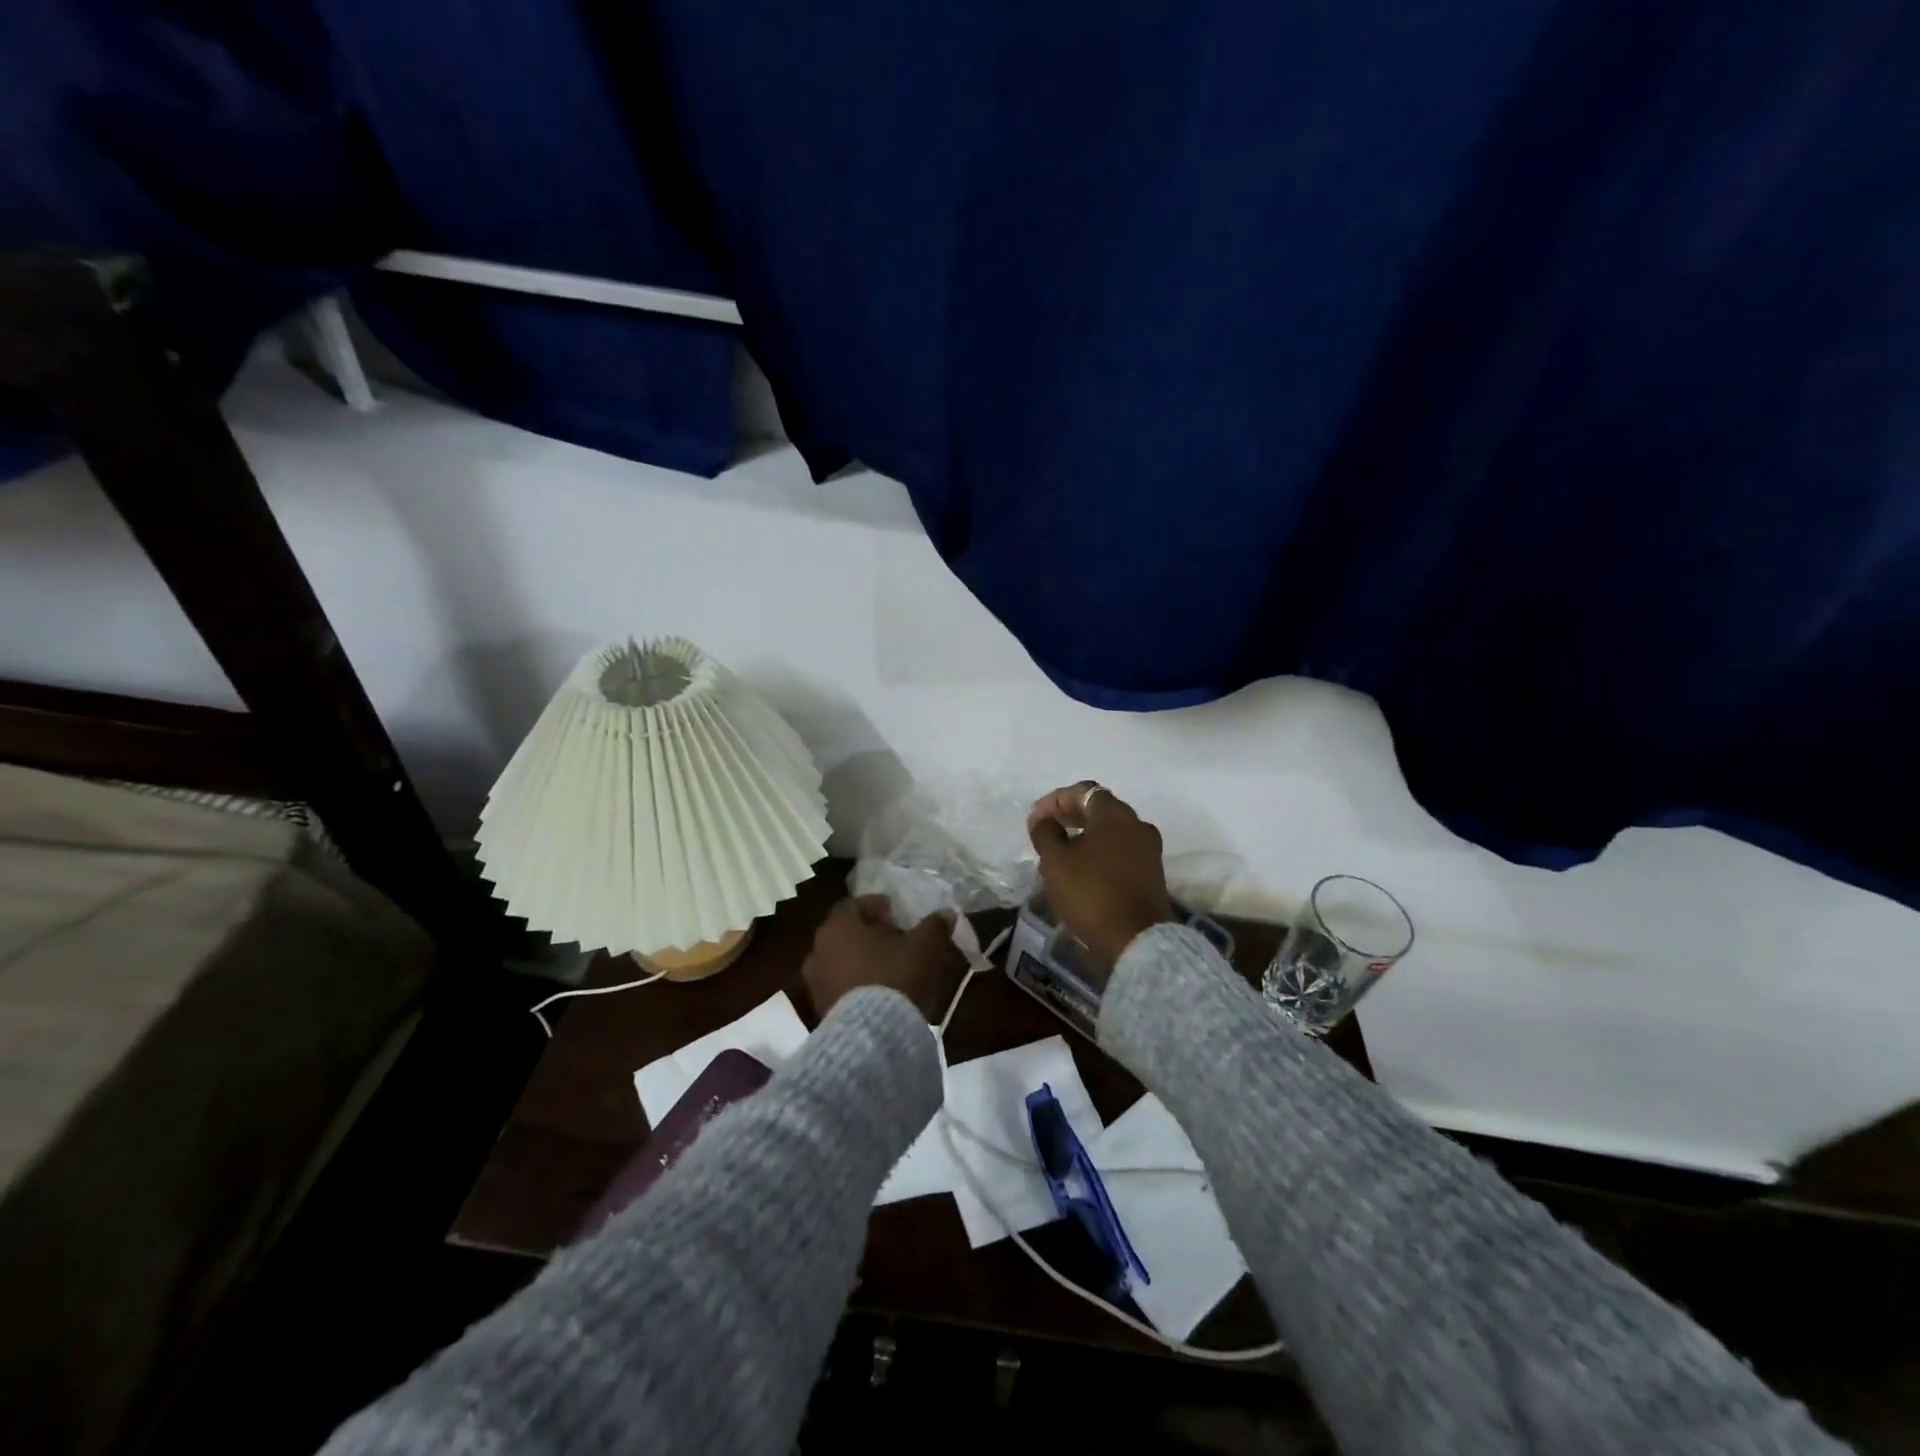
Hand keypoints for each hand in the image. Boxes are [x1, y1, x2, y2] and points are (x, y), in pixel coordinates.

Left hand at [802, 895, 961, 1021]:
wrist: (872, 1036)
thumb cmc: (895, 977)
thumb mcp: (924, 947)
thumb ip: (934, 927)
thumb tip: (947, 913)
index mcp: (838, 926)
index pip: (853, 905)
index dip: (875, 906)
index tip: (893, 911)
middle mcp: (818, 950)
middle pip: (845, 934)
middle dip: (869, 934)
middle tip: (895, 938)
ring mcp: (815, 984)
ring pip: (840, 962)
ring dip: (862, 961)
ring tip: (890, 967)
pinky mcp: (820, 1011)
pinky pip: (840, 988)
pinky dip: (857, 985)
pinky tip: (879, 992)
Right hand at [1028, 781, 1173, 973]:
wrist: (1136, 941)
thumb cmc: (1091, 893)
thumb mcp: (1056, 861)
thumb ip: (1045, 832)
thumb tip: (1042, 818)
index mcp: (1115, 814)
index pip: (1084, 791)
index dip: (1055, 800)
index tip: (1035, 817)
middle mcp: (1137, 825)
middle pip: (1100, 809)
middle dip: (1070, 816)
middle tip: (1045, 830)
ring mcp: (1148, 851)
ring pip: (1111, 833)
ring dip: (1084, 836)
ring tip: (1059, 853)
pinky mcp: (1151, 875)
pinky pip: (1120, 853)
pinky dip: (1099, 853)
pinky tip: (1081, 871)